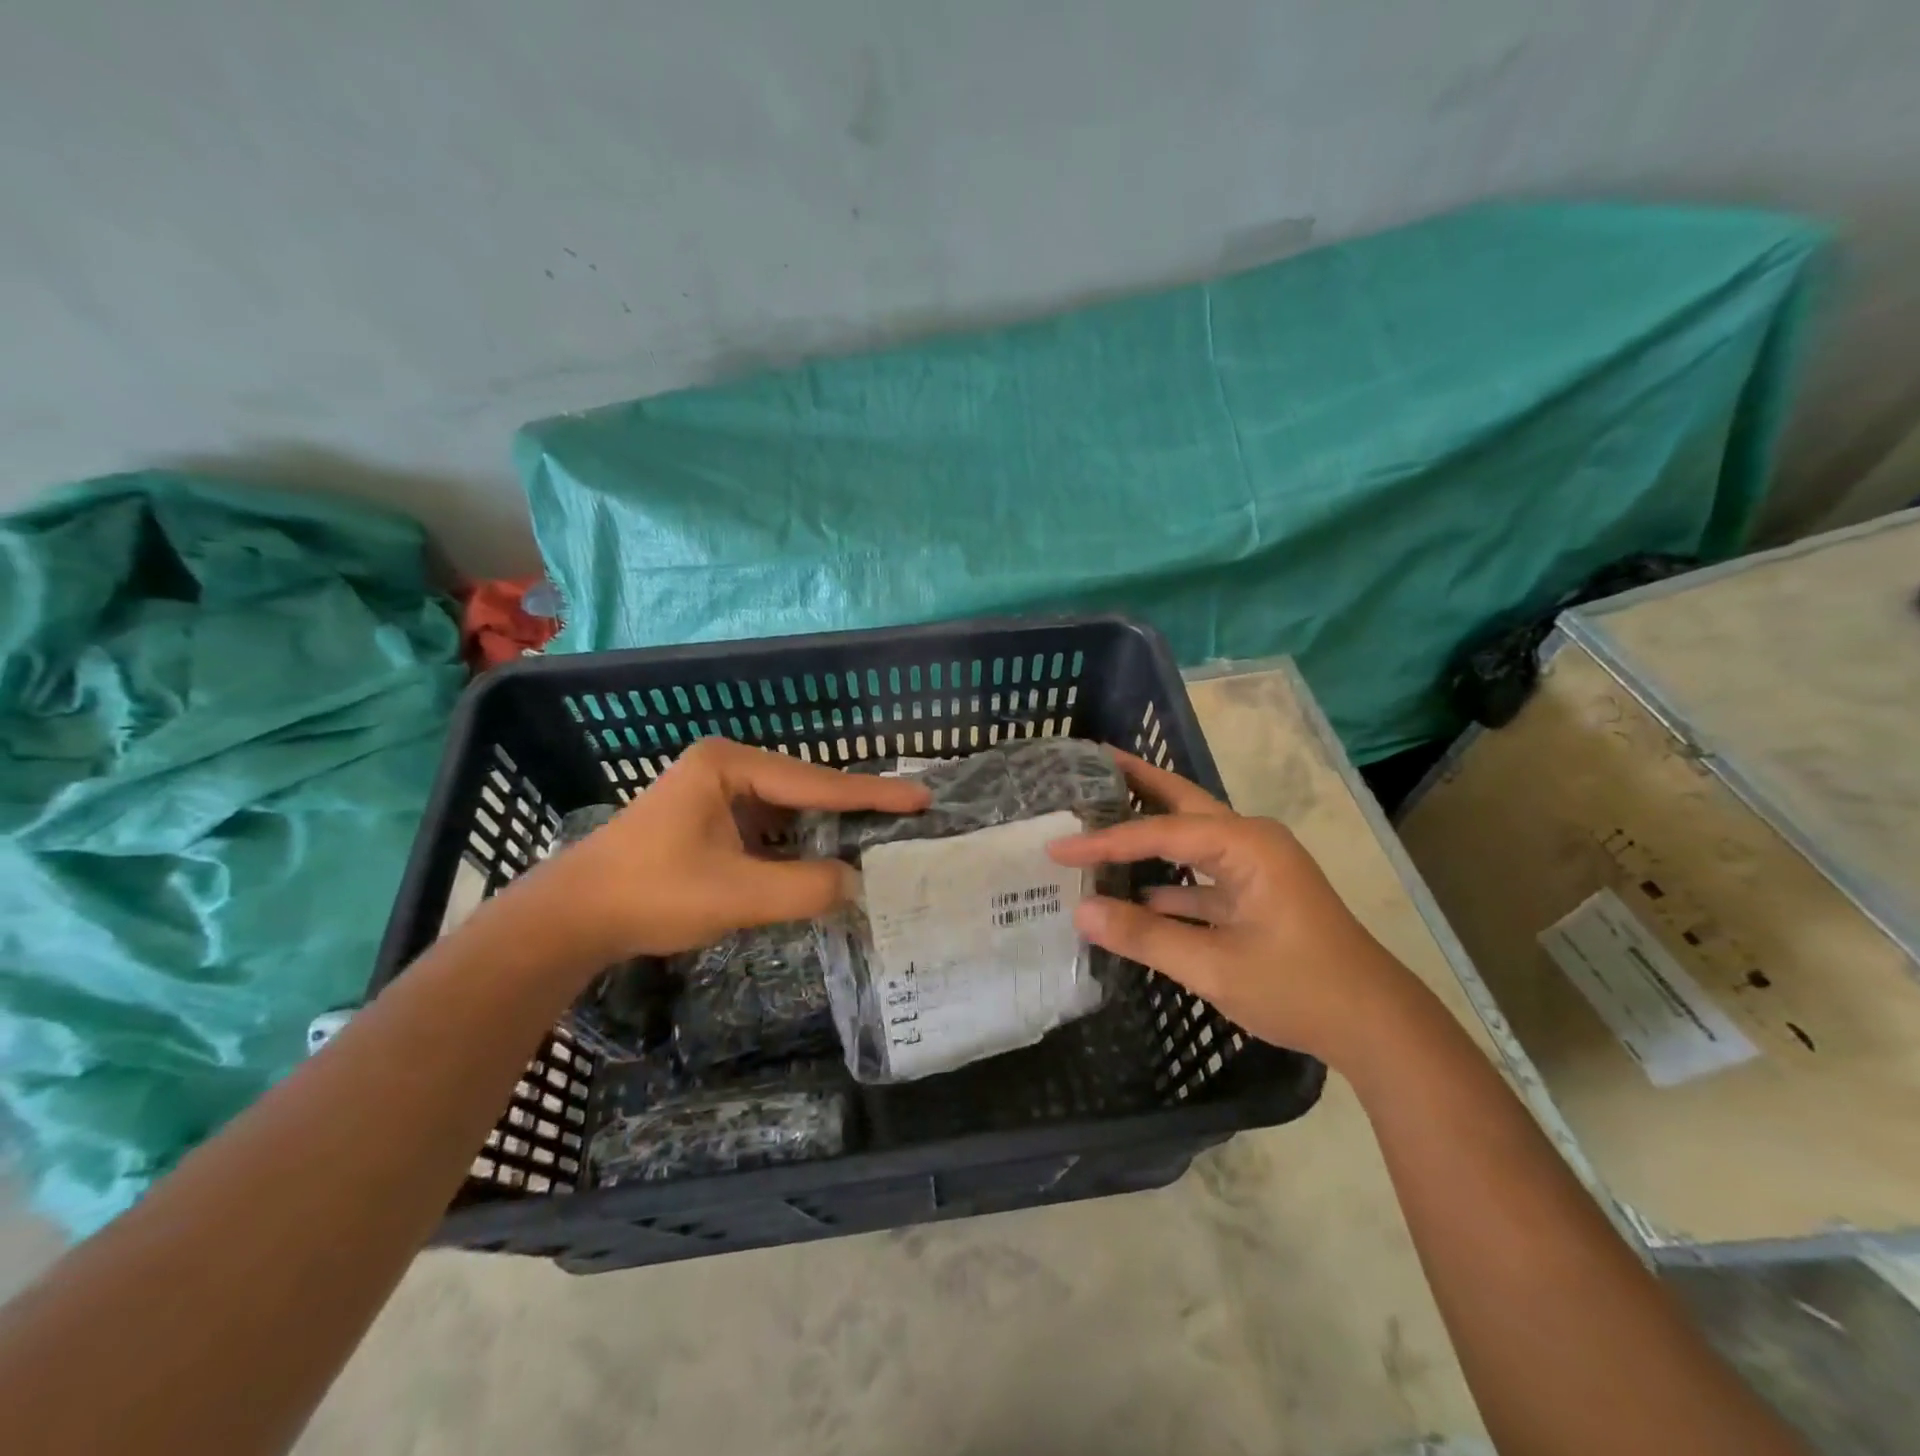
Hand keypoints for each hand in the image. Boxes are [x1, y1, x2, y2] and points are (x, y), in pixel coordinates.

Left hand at [549, 738, 928, 959]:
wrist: (574, 917)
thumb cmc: (652, 894)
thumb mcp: (737, 895)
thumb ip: (805, 887)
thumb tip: (857, 883)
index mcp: (730, 765)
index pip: (816, 783)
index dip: (872, 794)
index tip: (921, 796)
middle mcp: (727, 766)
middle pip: (806, 788)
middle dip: (854, 807)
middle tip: (908, 814)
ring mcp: (717, 791)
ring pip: (790, 809)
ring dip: (828, 827)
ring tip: (881, 834)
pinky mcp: (712, 818)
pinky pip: (771, 826)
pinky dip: (800, 843)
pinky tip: (828, 857)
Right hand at [1047, 751, 1416, 1065]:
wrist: (1376, 1027)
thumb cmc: (1300, 988)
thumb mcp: (1215, 966)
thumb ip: (1145, 935)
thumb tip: (1081, 912)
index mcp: (1245, 844)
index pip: (1159, 831)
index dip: (1104, 840)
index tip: (1057, 845)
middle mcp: (1250, 841)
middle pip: (1181, 802)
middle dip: (1136, 781)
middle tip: (1089, 764)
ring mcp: (1255, 867)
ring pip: (1189, 836)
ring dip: (1148, 829)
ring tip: (1099, 816)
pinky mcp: (1256, 894)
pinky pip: (1200, 873)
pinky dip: (1166, 877)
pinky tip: (1132, 890)